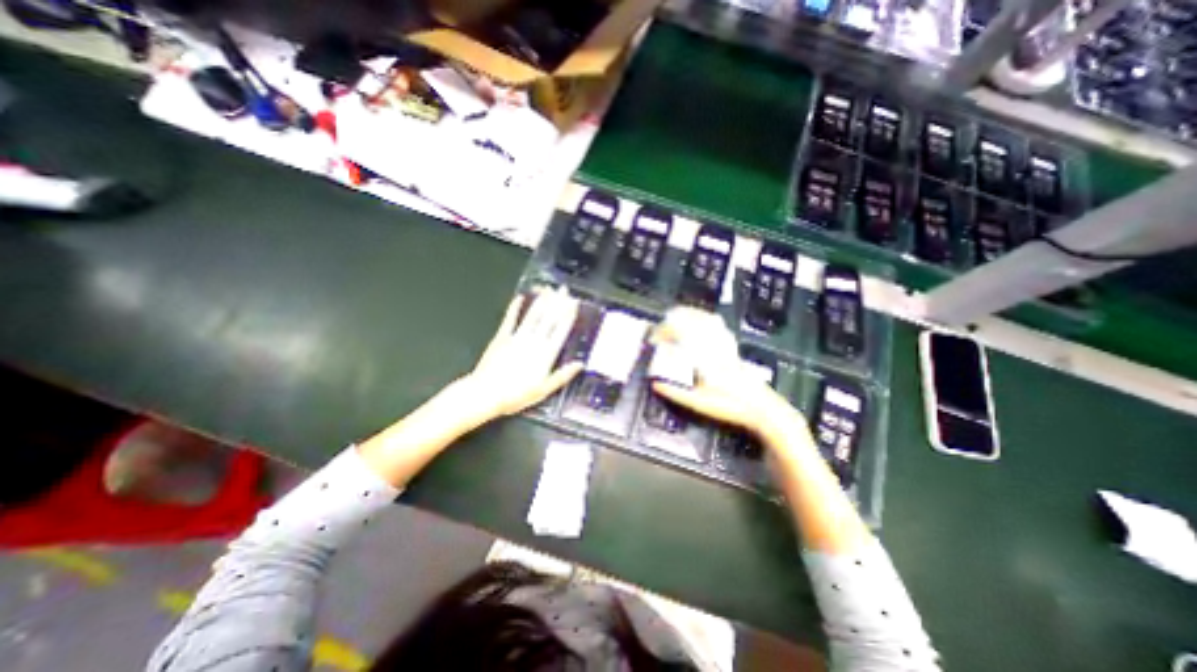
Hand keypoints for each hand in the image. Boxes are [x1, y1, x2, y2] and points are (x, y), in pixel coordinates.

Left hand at [459, 287, 584, 418]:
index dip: (568, 315)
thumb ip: (563, 375)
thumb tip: (580, 364)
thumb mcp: (545, 390)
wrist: (486, 394)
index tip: (574, 303)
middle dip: (558, 303)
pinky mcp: (502, 337)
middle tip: (564, 290)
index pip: (560, 330)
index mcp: (546, 354)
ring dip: (541, 301)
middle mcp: (534, 341)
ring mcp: (517, 337)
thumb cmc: (516, 395)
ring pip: (532, 315)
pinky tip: (519, 297)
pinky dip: (514, 307)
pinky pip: (510, 319)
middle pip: (549, 318)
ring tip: (549, 289)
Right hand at [651, 308, 798, 438]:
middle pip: (690, 320)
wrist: (761, 407)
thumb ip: (674, 393)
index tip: (653, 339)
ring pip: (703, 318)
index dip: (662, 333)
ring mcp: (724, 343)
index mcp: (702, 356)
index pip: (678, 333)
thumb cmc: (730, 406)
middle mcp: (713, 344)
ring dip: (686, 316)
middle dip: (671, 320)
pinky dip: (703, 319)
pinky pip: (716, 324)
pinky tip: (699, 323)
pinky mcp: (731, 346)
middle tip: (660, 328)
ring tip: (674, 320)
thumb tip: (655, 383)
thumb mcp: (698, 403)